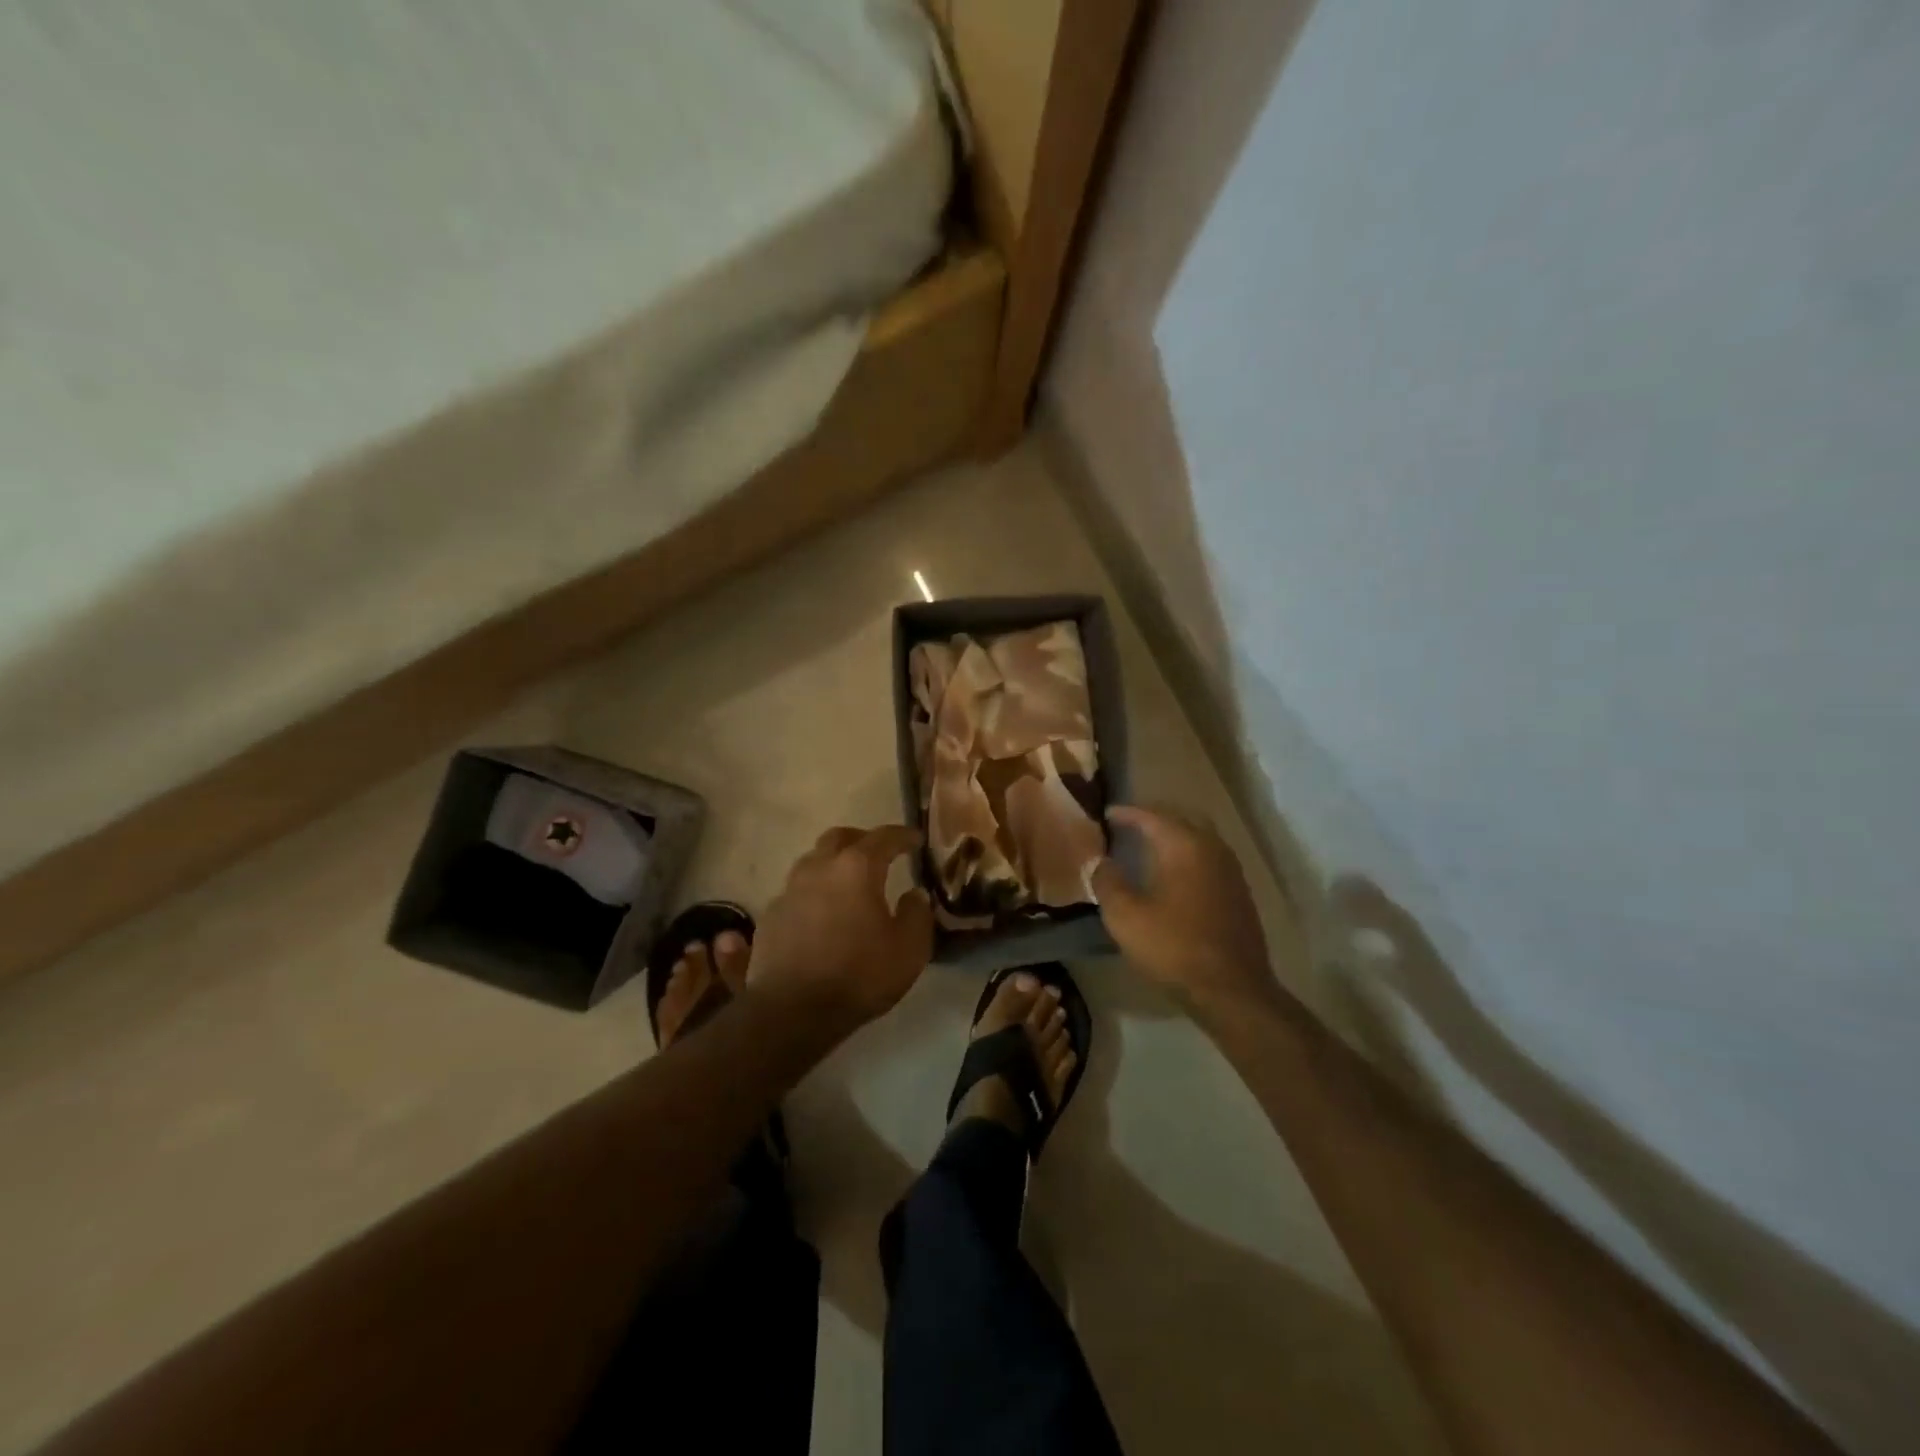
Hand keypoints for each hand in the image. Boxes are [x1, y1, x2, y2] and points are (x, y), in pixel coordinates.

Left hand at [749, 824, 934, 1033]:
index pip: (883, 837)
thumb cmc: (859, 975)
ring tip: (847, 883)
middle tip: (877, 853)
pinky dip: (813, 893)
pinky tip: (821, 913)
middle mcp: (819, 868)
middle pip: (839, 838)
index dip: (903, 836)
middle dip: (861, 840)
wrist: (792, 1011)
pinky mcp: (770, 916)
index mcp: (856, 868)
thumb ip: (917, 915)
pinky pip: (796, 892)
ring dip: (832, 864)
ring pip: (812, 861)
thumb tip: (914, 895)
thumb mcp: (909, 949)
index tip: (915, 840)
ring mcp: (789, 890)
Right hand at [1092, 806, 1286, 1020]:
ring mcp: (1231, 870)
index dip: (1126, 813)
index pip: (1151, 815)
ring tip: (1148, 846)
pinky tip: (1175, 874)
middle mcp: (1212, 848)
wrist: (1232, 990)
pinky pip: (1209, 858)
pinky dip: (1188, 855)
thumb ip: (1107, 882)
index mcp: (1184, 845)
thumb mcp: (1125, 917)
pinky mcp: (1239, 893)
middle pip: (1181, 818)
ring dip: (1174, 836)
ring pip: (1199, 837)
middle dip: (1154, 818)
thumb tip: (1100, 862)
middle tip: (1129, 824)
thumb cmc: (1174, 948)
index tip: (1106, 814)